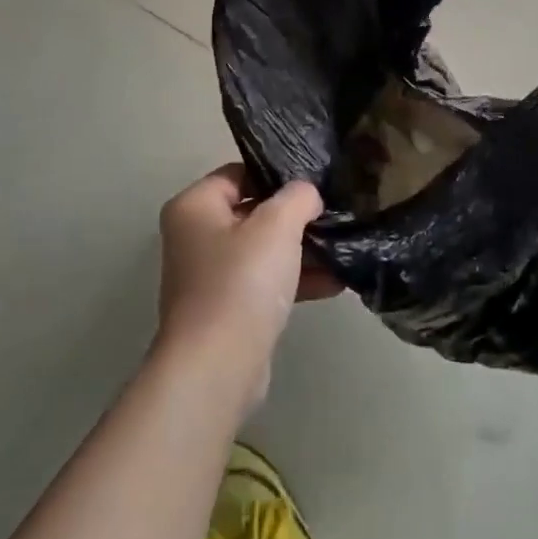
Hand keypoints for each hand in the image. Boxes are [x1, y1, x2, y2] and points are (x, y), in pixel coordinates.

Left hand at [155, 165, 334, 411]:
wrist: (217, 365)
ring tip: (344, 248)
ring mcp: (209, 276)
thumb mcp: (277, 225)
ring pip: (263, 251)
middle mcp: (194, 237)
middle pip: (253, 212)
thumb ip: (297, 197)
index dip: (277, 175)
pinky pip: (265, 283)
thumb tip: (307, 194)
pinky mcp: (227, 310)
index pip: (239, 173)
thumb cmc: (242, 281)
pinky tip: (336, 282)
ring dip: (302, 250)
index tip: (315, 182)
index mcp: (194, 207)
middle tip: (335, 213)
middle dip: (295, 216)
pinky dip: (295, 280)